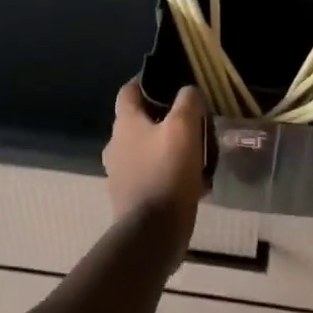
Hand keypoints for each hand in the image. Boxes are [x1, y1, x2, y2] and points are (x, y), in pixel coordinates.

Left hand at [103, 79, 209, 239]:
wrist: (153, 231)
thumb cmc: (167, 172)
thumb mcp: (184, 128)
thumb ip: (187, 102)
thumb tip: (188, 91)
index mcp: (124, 124)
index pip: (129, 91)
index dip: (146, 82)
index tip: (169, 82)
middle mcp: (116, 145)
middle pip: (139, 121)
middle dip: (163, 118)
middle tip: (191, 121)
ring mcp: (120, 173)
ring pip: (146, 149)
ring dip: (167, 148)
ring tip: (196, 153)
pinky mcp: (130, 196)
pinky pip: (152, 175)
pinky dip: (168, 173)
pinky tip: (192, 182)